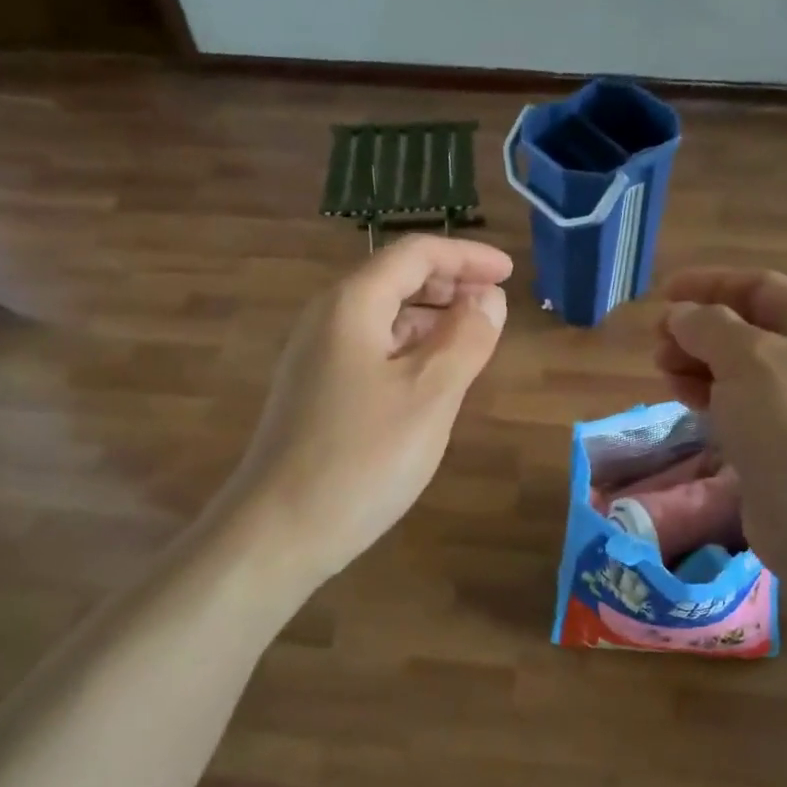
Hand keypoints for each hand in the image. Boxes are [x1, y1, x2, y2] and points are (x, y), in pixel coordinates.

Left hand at [221, 236, 511, 583]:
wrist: (278, 532)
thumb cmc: (362, 458)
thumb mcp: (430, 395)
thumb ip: (466, 338)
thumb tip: (488, 298)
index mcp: (353, 305)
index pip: (415, 254)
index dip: (467, 256)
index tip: (509, 273)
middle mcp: (328, 318)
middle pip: (395, 279)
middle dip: (450, 283)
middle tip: (496, 304)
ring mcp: (316, 356)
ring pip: (383, 316)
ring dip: (432, 316)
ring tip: (474, 337)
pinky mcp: (316, 391)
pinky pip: (371, 348)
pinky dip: (410, 348)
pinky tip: (432, 376)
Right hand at [654, 269, 786, 572]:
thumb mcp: (748, 358)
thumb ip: (708, 326)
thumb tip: (681, 315)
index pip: (759, 287)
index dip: (709, 284)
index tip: (662, 294)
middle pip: (746, 328)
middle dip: (698, 329)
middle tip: (657, 343)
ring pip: (738, 369)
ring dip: (697, 363)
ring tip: (663, 372)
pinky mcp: (781, 443)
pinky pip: (738, 405)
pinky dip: (709, 396)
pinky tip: (683, 399)